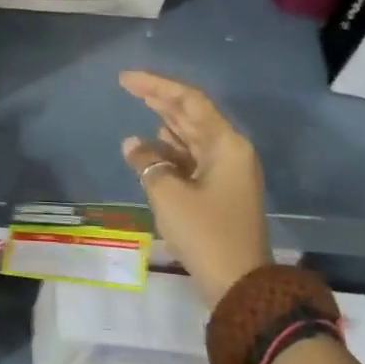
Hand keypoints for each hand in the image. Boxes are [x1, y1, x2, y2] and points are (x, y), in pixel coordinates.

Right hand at [118, 70, 271, 306]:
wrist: (239, 284)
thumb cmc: (205, 232)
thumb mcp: (168, 194)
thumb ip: (147, 162)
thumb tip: (133, 144)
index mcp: (226, 145)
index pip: (189, 101)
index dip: (156, 86)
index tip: (126, 79)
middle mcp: (230, 152)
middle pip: (192, 115)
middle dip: (161, 99)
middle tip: (128, 86)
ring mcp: (227, 172)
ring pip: (192, 136)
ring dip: (165, 122)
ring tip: (139, 107)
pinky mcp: (219, 190)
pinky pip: (191, 158)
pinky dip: (169, 150)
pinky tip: (149, 147)